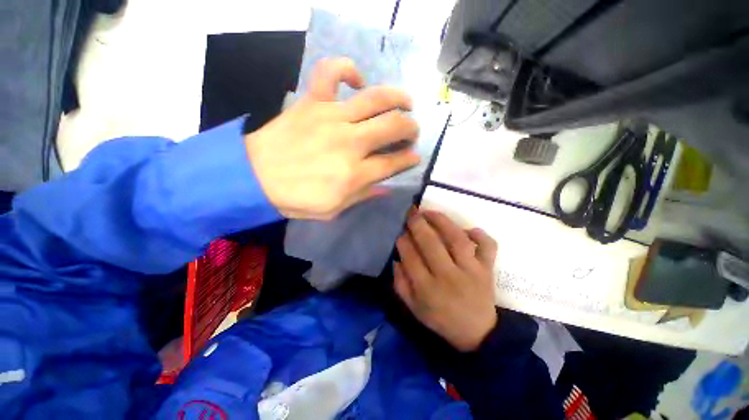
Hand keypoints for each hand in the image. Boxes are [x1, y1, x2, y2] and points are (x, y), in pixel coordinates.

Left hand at [245, 57, 419, 219]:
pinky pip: (332, 72)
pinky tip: (357, 80)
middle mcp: (350, 143)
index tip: (414, 157)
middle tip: (412, 131)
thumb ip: (363, 195)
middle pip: (393, 127)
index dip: (409, 159)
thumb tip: (386, 186)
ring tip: (406, 102)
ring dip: (398, 98)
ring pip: (376, 98)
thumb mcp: (334, 209)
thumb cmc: (296, 199)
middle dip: (410, 128)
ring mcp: (332, 118)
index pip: (393, 163)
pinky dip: (347, 69)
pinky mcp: (313, 102)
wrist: (253, 178)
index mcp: (355, 174)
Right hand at [394, 209, 497, 351]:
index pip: (411, 257)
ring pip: (457, 240)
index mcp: (428, 289)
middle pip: (431, 244)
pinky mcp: (487, 270)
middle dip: (418, 225)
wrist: (477, 335)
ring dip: (442, 222)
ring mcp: (471, 271)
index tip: (401, 233)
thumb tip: (397, 259)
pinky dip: (480, 235)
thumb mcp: (413, 308)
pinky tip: (469, 229)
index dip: (403, 241)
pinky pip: (488, 247)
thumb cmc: (441, 319)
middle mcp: (449, 277)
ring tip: (430, 212)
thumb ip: (400, 284)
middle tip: (412, 213)